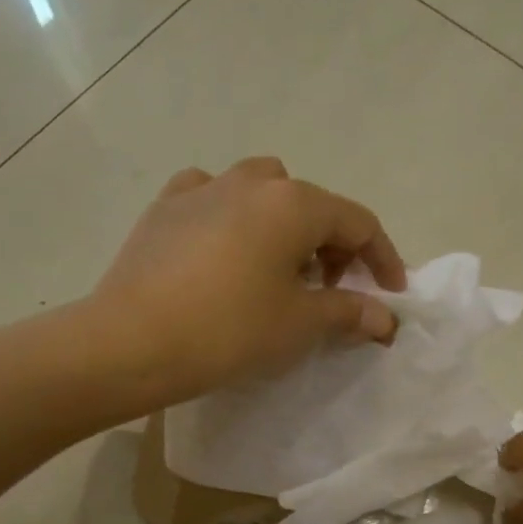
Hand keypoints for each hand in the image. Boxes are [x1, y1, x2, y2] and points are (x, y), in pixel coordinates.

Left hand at [91, 159, 407, 402]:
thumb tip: (385, 318)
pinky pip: (213, 197)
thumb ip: (349, 312)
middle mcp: (253, 182)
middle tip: (333, 289)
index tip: (390, 293)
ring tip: (279, 266)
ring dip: (285, 224)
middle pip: (312, 205)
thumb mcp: (300, 325)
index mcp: (294, 204)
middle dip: (334, 245)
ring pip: (263, 191)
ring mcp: (204, 188)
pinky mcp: (166, 206)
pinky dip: (232, 215)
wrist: (132, 342)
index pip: (359, 223)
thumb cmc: (230, 331)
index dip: (383, 258)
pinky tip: (224, 245)